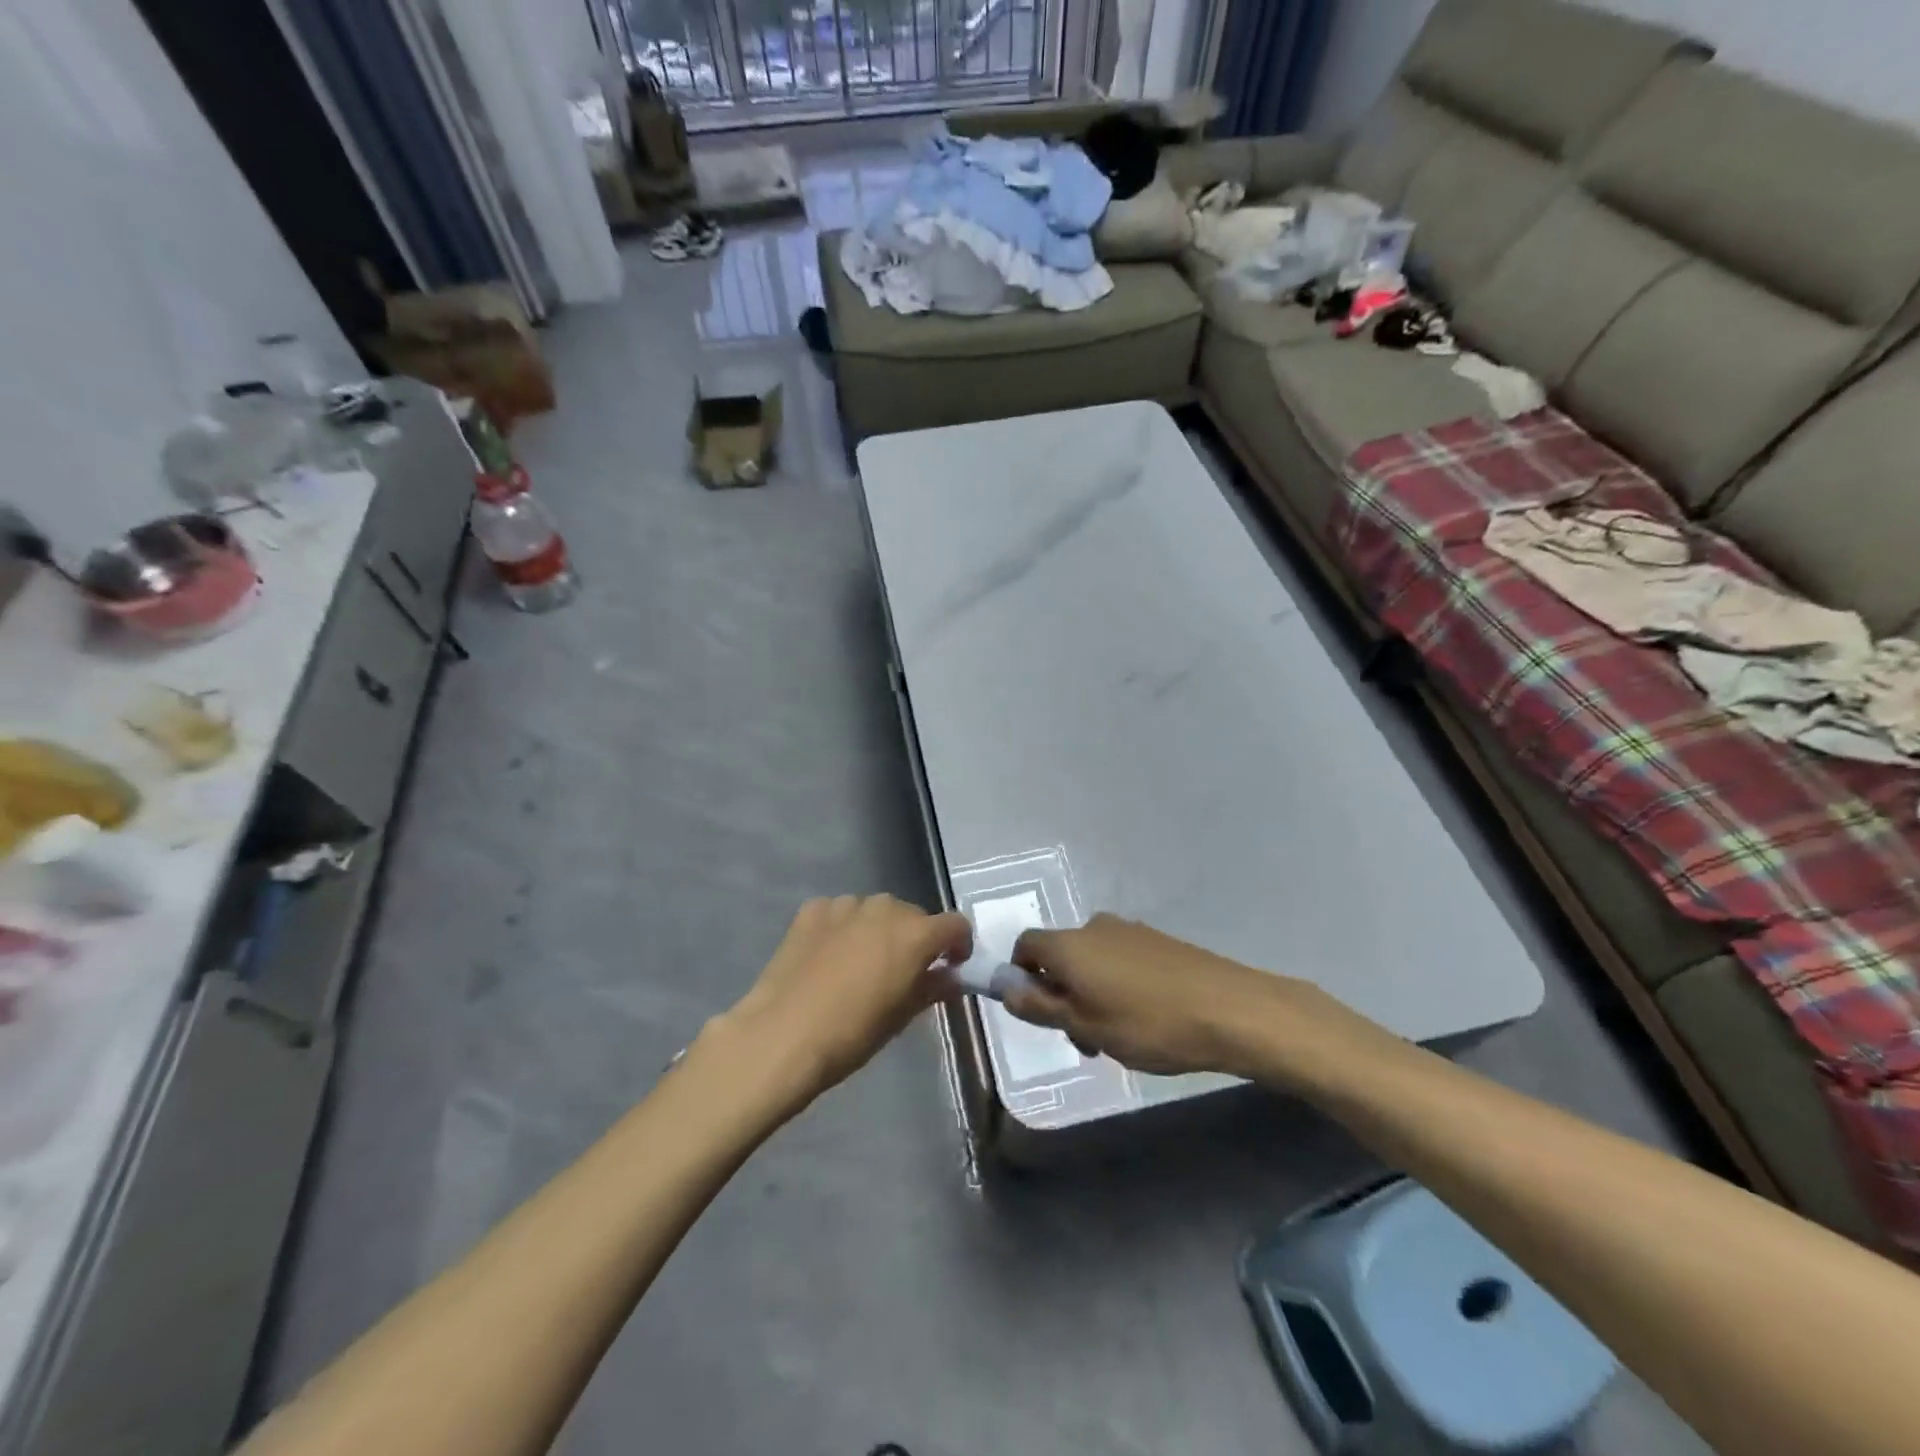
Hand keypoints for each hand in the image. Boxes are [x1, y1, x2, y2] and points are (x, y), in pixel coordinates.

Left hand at [716, 895, 971, 1105]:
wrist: (782, 1035)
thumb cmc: (852, 1033)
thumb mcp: (902, 1016)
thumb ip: (933, 988)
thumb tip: (952, 977)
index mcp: (915, 933)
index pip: (955, 925)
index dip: (958, 945)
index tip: (951, 966)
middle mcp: (885, 908)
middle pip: (914, 915)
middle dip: (915, 939)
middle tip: (902, 972)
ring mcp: (846, 904)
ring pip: (875, 911)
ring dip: (878, 930)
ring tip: (861, 963)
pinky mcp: (813, 909)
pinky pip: (840, 913)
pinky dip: (843, 928)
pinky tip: (828, 956)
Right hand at [1006, 913, 1329, 1078]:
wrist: (1229, 1009)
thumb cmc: (1148, 1024)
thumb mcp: (1086, 1026)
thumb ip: (1040, 1006)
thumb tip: (1003, 987)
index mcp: (1070, 944)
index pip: (1025, 946)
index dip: (1021, 977)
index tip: (1039, 1013)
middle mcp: (1094, 927)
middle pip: (1059, 955)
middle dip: (1060, 994)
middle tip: (1084, 1039)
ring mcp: (1129, 931)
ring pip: (1091, 960)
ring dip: (1090, 994)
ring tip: (1117, 1036)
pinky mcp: (1157, 940)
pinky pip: (1120, 959)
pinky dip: (1117, 985)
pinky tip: (1145, 1018)